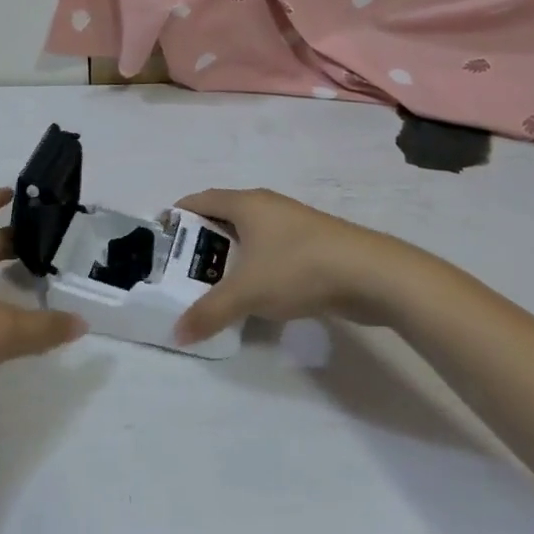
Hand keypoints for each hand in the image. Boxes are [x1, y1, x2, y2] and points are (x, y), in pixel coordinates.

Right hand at [173, 188, 411, 345]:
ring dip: (230, 255)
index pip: (199, 199)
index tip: (161, 239)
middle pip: (223, 216)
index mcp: (246, 203)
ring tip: (214, 284)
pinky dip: (256, 265)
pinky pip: (271, 250)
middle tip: (183, 269)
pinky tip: (256, 292)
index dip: (178, 215)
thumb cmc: (299, 268)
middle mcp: (267, 206)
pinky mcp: (313, 244)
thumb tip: (177, 334)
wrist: (372, 274)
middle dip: (202, 240)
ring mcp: (293, 224)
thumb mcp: (247, 292)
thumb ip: (209, 312)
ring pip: (250, 235)